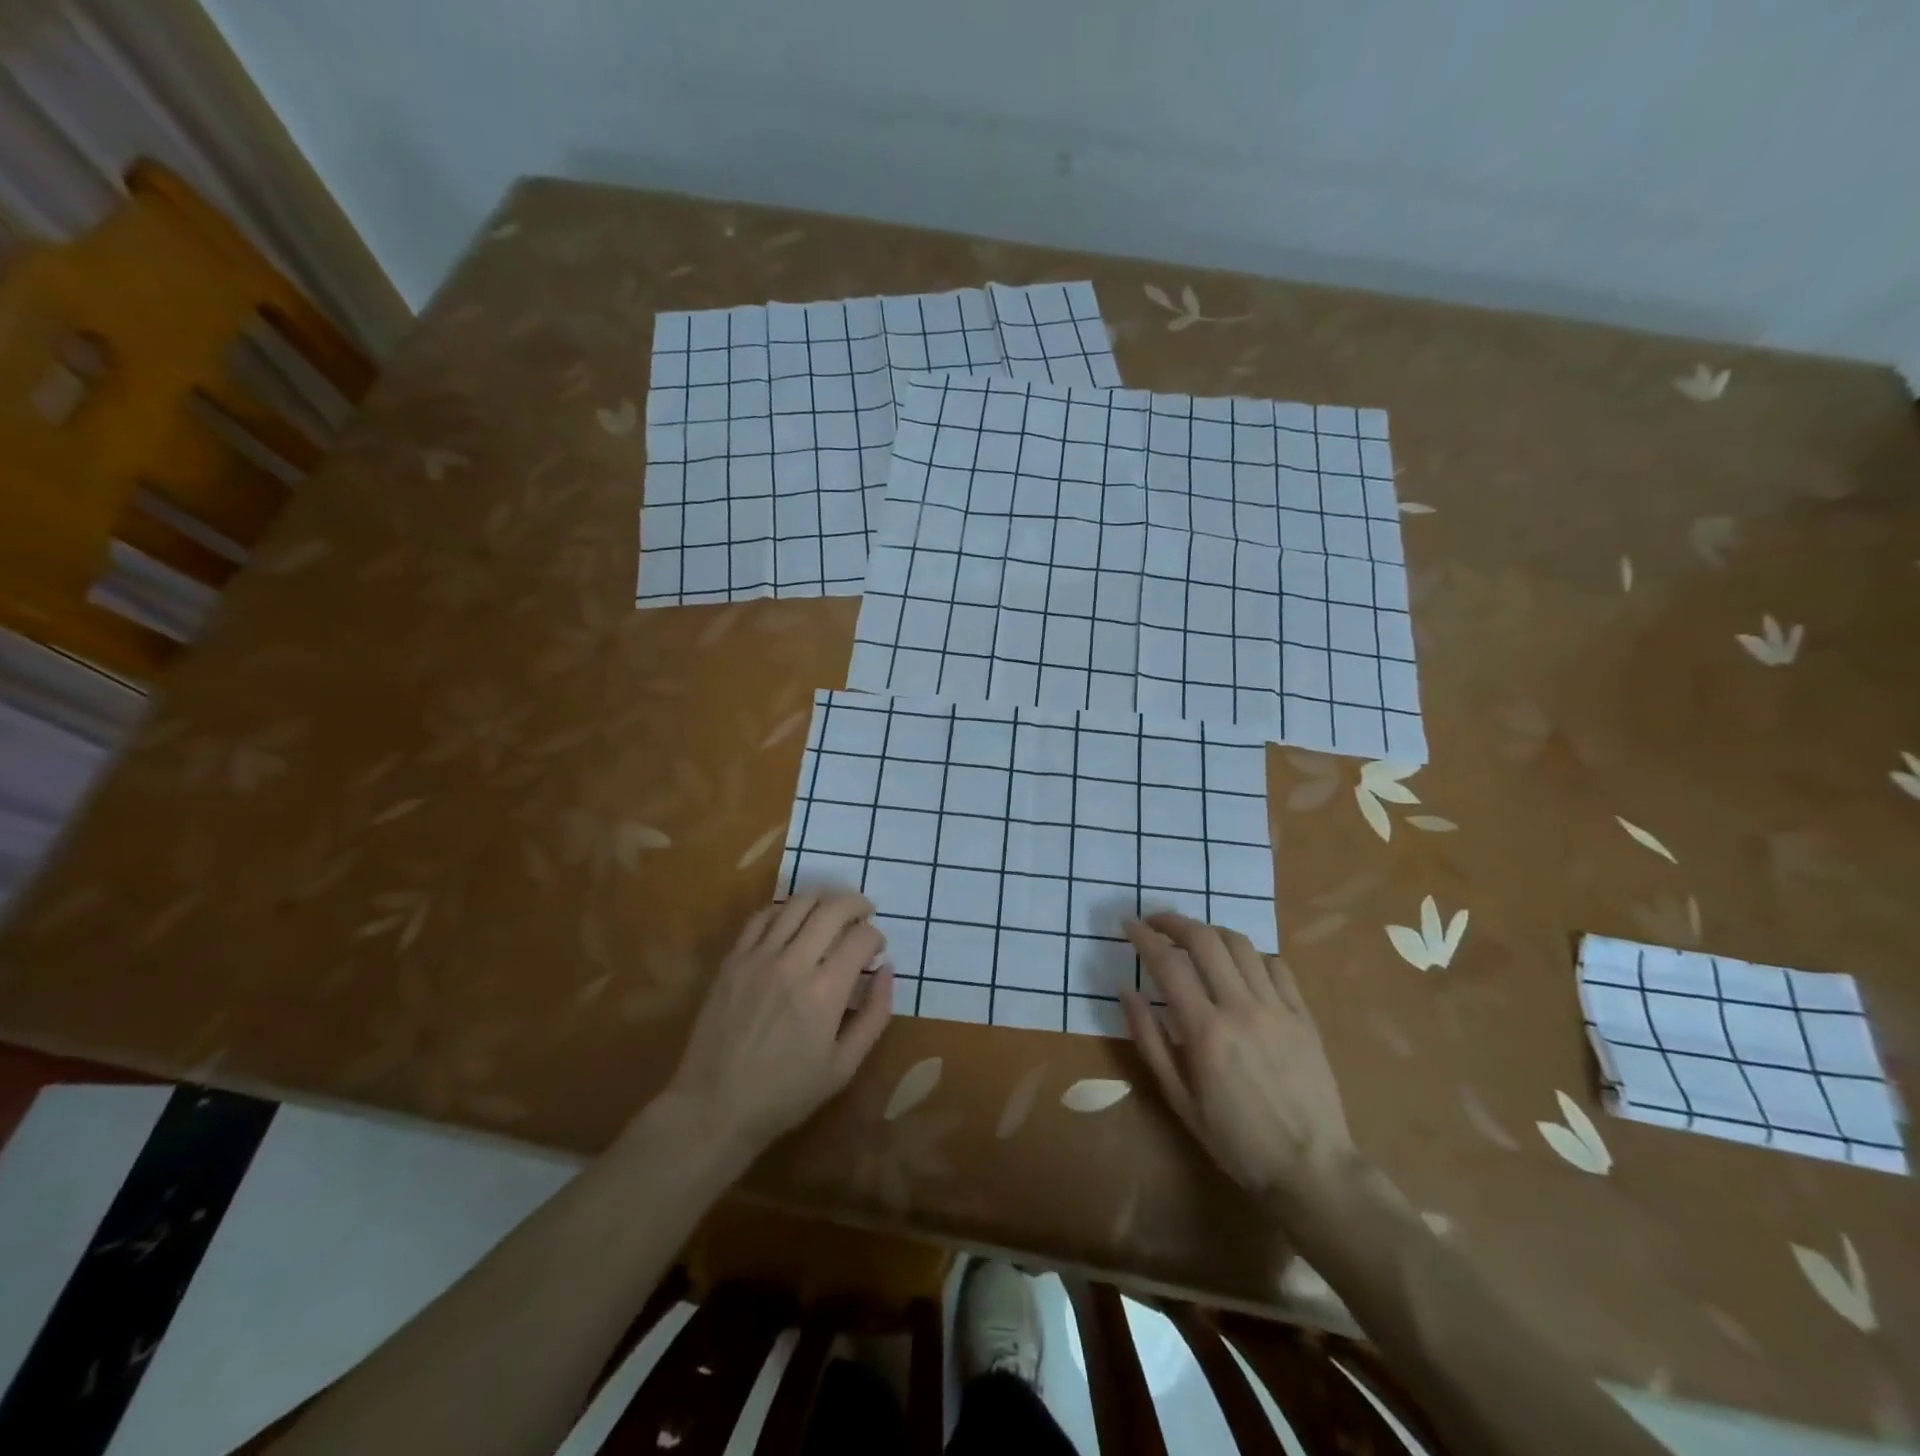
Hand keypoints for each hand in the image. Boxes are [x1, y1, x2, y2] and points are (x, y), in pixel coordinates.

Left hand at [660, 893, 892, 1160]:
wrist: (714, 1107)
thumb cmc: (785, 1094)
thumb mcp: (844, 1066)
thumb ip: (874, 1015)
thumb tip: (887, 970)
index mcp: (824, 993)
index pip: (861, 938)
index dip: (876, 937)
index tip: (876, 950)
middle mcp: (793, 964)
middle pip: (832, 908)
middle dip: (856, 903)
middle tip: (864, 912)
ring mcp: (758, 957)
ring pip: (797, 904)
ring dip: (823, 898)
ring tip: (832, 909)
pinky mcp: (733, 959)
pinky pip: (762, 917)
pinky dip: (784, 910)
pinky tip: (793, 920)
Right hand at [1122, 914, 1353, 1196]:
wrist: (1313, 1169)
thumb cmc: (1237, 1142)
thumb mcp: (1179, 1100)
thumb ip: (1149, 1041)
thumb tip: (1126, 992)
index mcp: (1206, 1031)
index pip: (1168, 964)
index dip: (1144, 937)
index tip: (1128, 925)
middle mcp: (1241, 1007)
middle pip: (1204, 939)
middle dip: (1174, 921)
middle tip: (1156, 922)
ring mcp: (1277, 1008)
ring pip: (1241, 944)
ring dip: (1211, 931)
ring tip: (1194, 939)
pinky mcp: (1303, 1015)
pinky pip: (1276, 965)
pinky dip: (1251, 955)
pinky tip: (1240, 966)